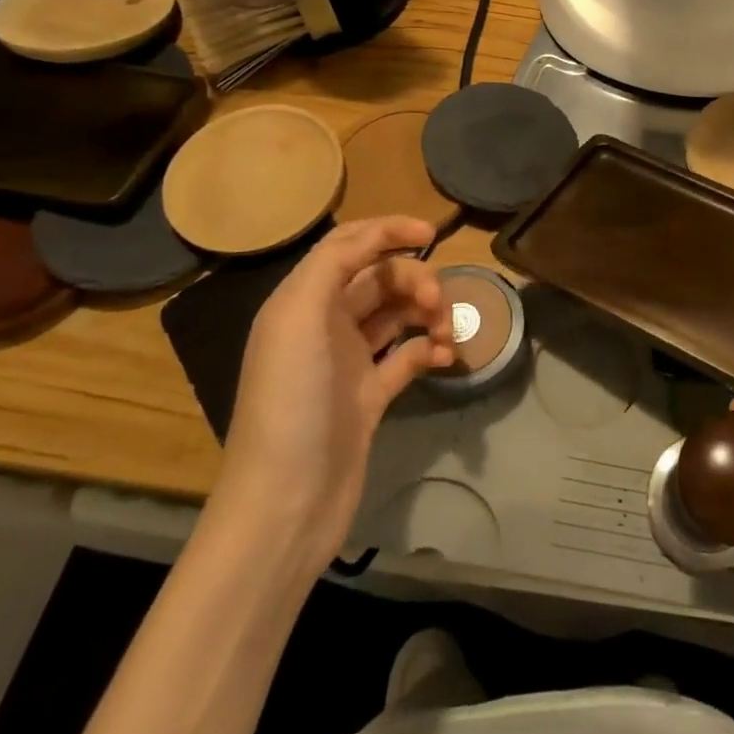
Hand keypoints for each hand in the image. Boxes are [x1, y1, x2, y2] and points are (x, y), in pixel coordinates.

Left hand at [209, 216, 455, 576]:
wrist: (287, 502)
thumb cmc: (291, 402)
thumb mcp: (297, 319)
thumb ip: (332, 265)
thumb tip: (374, 238)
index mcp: (301, 302)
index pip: (347, 246)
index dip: (388, 231)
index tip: (432, 234)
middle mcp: (323, 326)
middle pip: (380, 279)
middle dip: (415, 280)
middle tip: (439, 302)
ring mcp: (348, 362)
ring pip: (398, 316)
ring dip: (427, 314)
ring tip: (447, 332)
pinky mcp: (369, 396)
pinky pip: (408, 357)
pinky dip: (429, 350)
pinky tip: (446, 357)